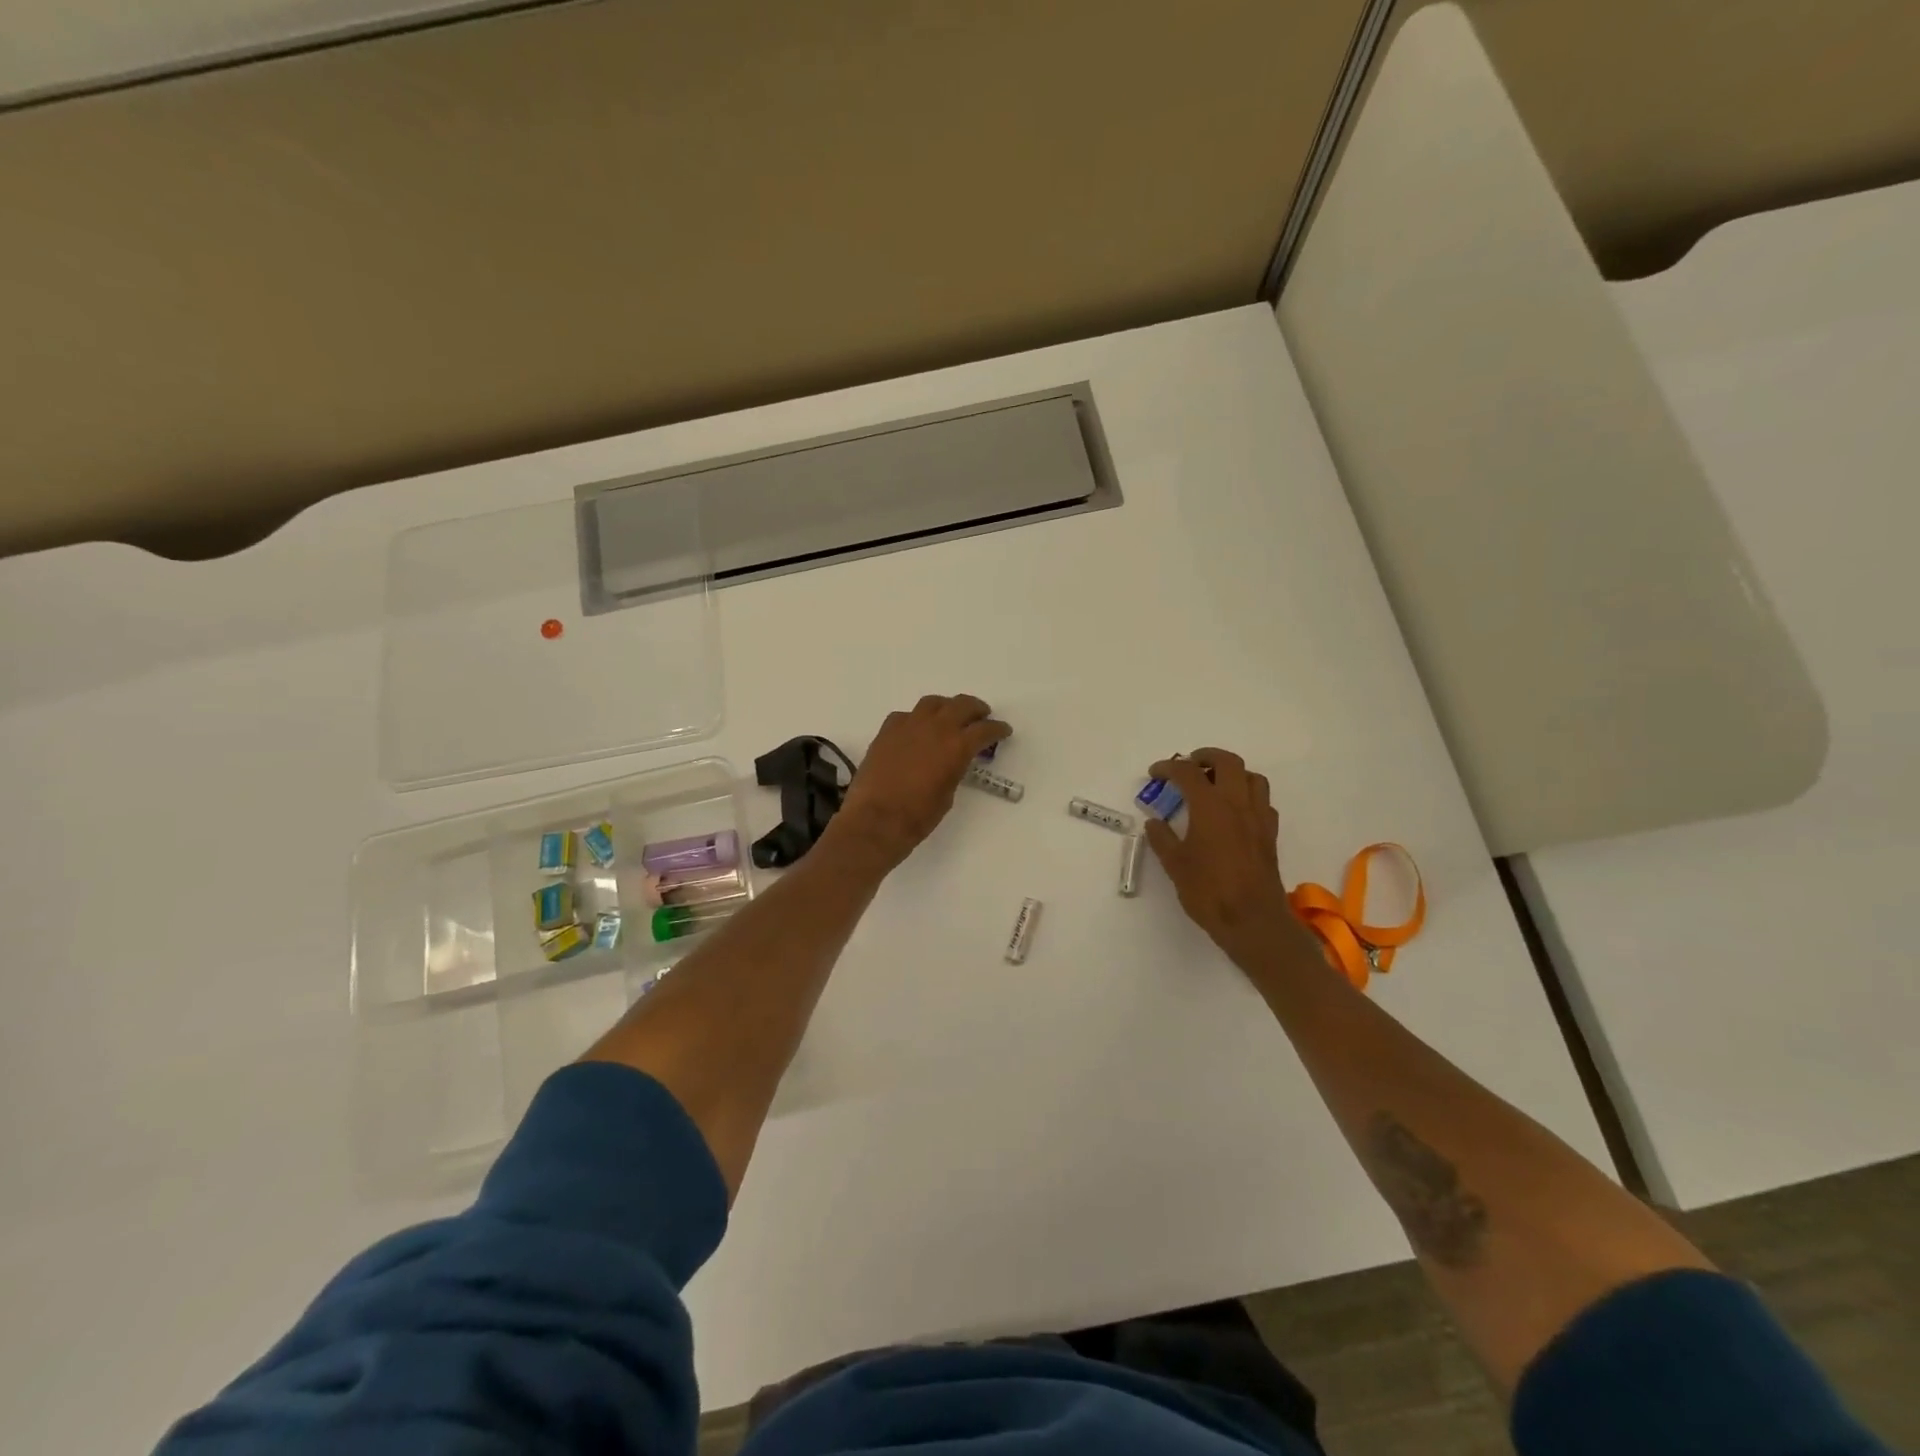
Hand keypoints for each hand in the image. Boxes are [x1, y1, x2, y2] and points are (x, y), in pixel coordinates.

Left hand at [829, 694, 1011, 869]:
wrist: (876, 820)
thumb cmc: (918, 816)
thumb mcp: (948, 793)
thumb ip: (954, 769)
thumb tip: (951, 761)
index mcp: (957, 746)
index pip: (984, 729)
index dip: (997, 729)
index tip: (1003, 730)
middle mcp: (935, 728)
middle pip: (962, 705)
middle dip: (976, 709)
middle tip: (982, 715)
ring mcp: (908, 725)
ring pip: (933, 703)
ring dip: (947, 707)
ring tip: (950, 716)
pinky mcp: (887, 731)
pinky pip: (906, 716)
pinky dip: (917, 719)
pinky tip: (917, 729)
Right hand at [1143, 748, 1320, 973]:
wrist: (1252, 920)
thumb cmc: (1208, 891)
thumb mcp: (1175, 865)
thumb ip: (1162, 838)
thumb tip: (1154, 822)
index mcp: (1210, 807)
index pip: (1188, 773)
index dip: (1169, 768)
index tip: (1155, 773)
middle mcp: (1238, 804)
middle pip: (1227, 762)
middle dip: (1206, 756)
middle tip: (1189, 765)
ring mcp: (1258, 818)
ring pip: (1252, 777)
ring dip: (1232, 773)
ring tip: (1215, 784)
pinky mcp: (1270, 834)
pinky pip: (1263, 801)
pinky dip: (1248, 796)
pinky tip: (1235, 812)